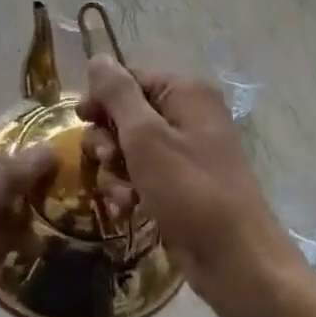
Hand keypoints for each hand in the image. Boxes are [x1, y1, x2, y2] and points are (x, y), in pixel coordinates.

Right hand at [75, 56, 289, 316]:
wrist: (234, 259)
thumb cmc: (189, 191)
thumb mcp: (145, 137)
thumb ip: (117, 94)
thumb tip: (97, 57)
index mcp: (186, 93)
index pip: (129, 77)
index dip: (102, 97)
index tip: (80, 120)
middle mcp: (187, 115)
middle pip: (126, 113)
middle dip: (107, 139)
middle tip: (106, 159)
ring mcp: (185, 151)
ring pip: (128, 147)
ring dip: (115, 169)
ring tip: (122, 193)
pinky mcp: (179, 184)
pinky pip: (141, 173)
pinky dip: (129, 188)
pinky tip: (129, 207)